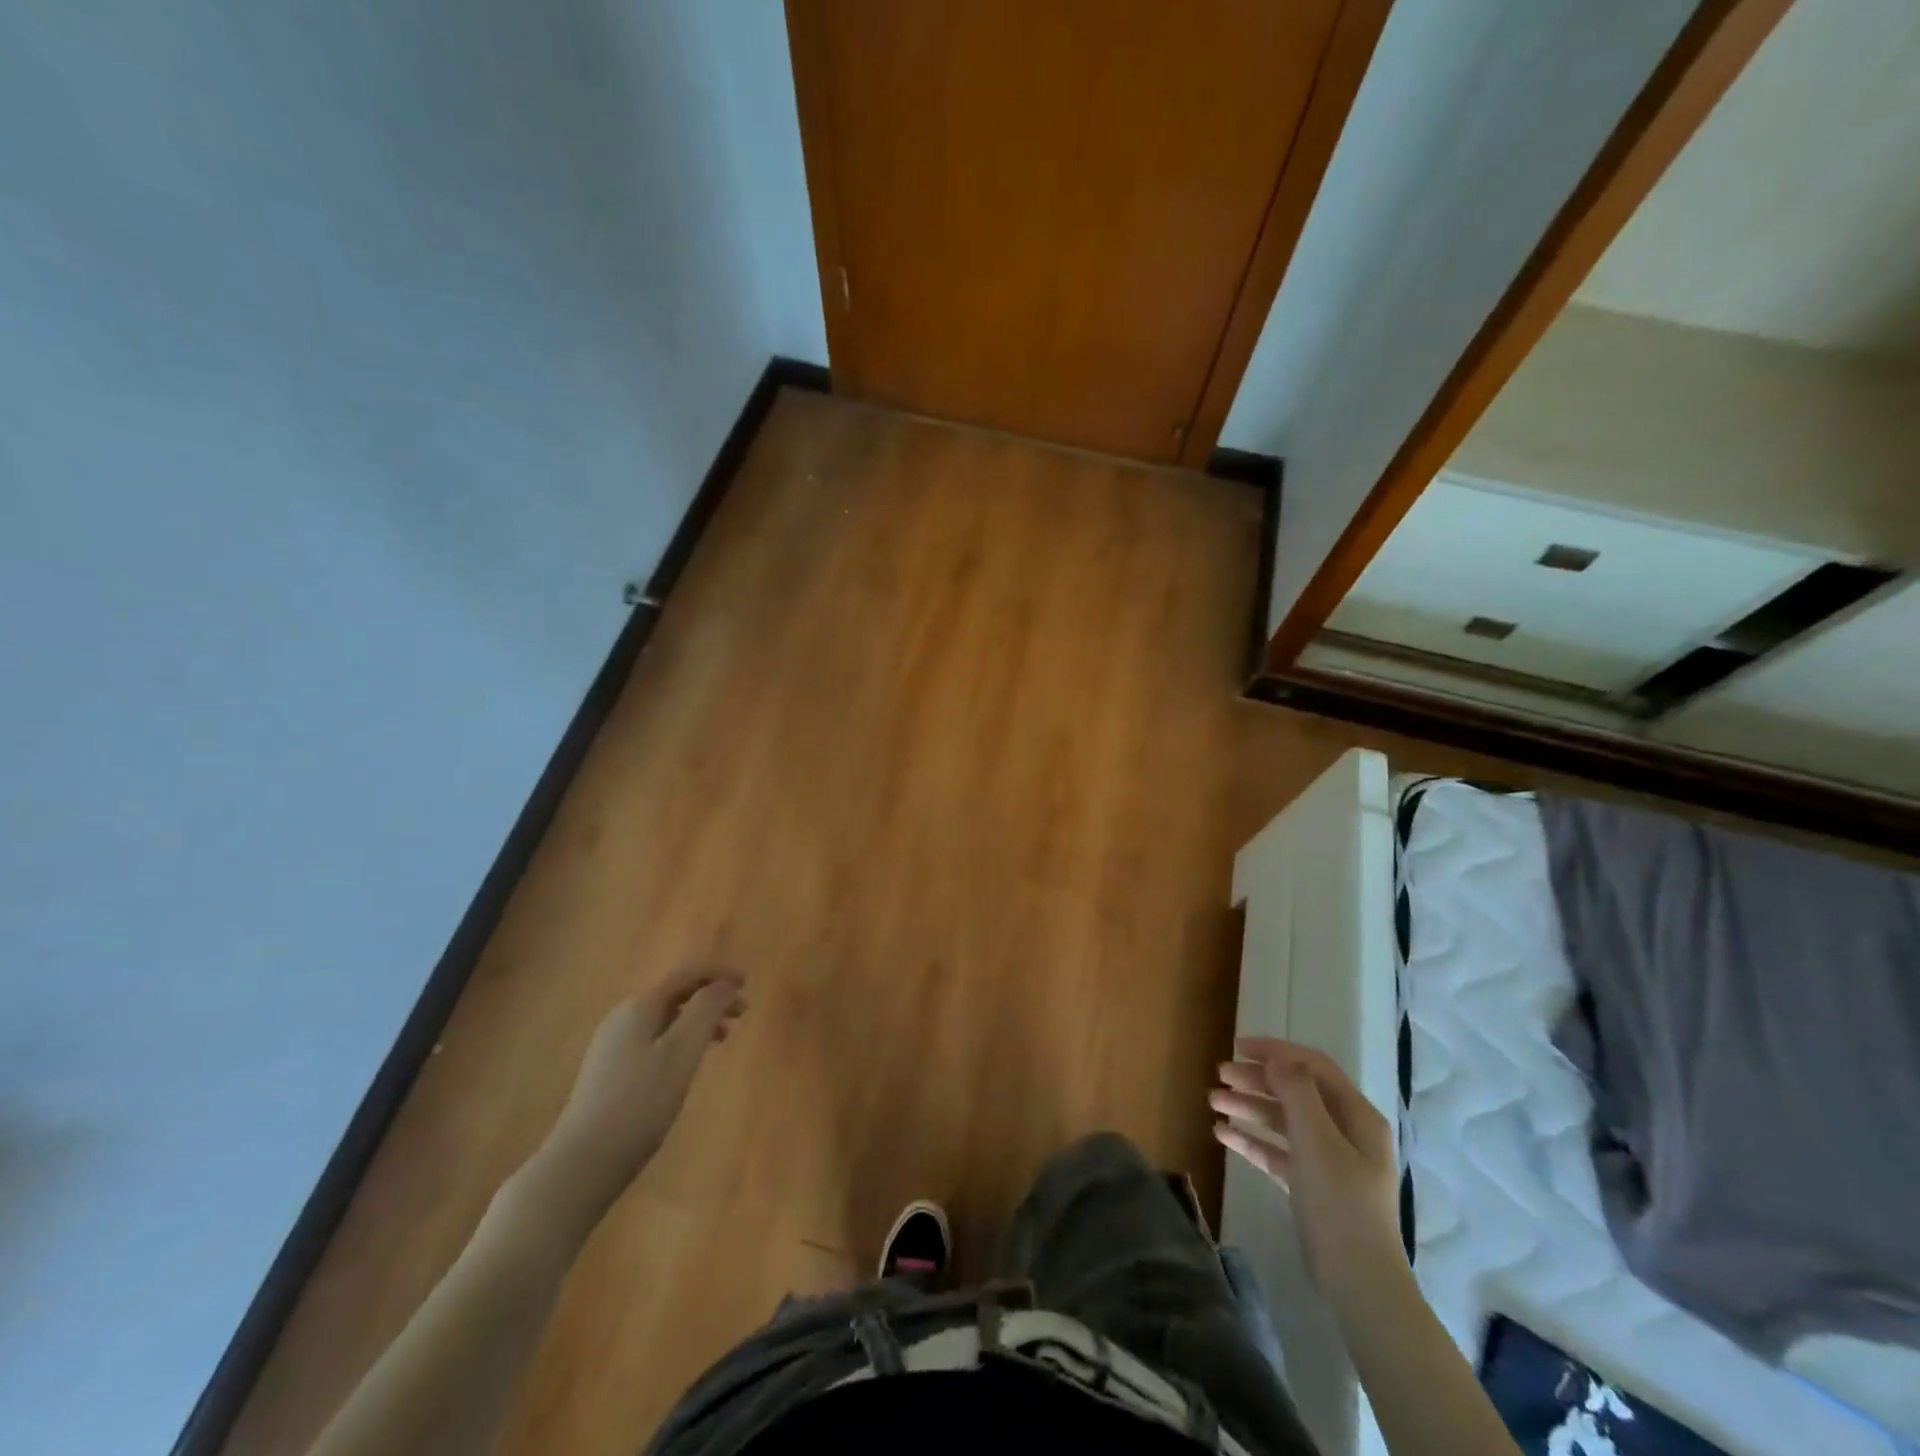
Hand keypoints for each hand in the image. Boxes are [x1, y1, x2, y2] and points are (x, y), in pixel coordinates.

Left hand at [526, 967, 746, 1230]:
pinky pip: (653, 1040)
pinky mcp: (608, 1074)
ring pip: (665, 1019)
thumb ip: (705, 1010)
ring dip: (697, 1021)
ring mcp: (612, 1047)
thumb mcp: (681, 1052)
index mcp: (640, 1007)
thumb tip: (724, 984)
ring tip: (722, 1039)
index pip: (685, 975)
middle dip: (711, 998)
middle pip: (675, 995)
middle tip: (743, 1012)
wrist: (581, 1163)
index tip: (746, 981)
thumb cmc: (639, 1103)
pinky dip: (680, 1040)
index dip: (718, 974)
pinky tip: (688, 1064)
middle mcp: (622, 1019)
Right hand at [1211, 1037, 1400, 1291]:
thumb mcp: (1316, 1139)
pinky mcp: (1311, 1186)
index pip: (1313, 1066)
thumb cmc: (1339, 1202)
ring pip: (1283, 1120)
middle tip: (1219, 1075)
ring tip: (1212, 1101)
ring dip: (1249, 1107)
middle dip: (1256, 1080)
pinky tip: (1221, 1134)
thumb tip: (1277, 1059)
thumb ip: (1296, 1091)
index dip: (1276, 1051)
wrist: (1357, 1282)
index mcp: (1356, 1115)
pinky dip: (1251, 1140)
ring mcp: (1329, 1160)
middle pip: (1295, 1091)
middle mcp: (1345, 1131)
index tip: (1237, 1048)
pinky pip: (1277, 1151)